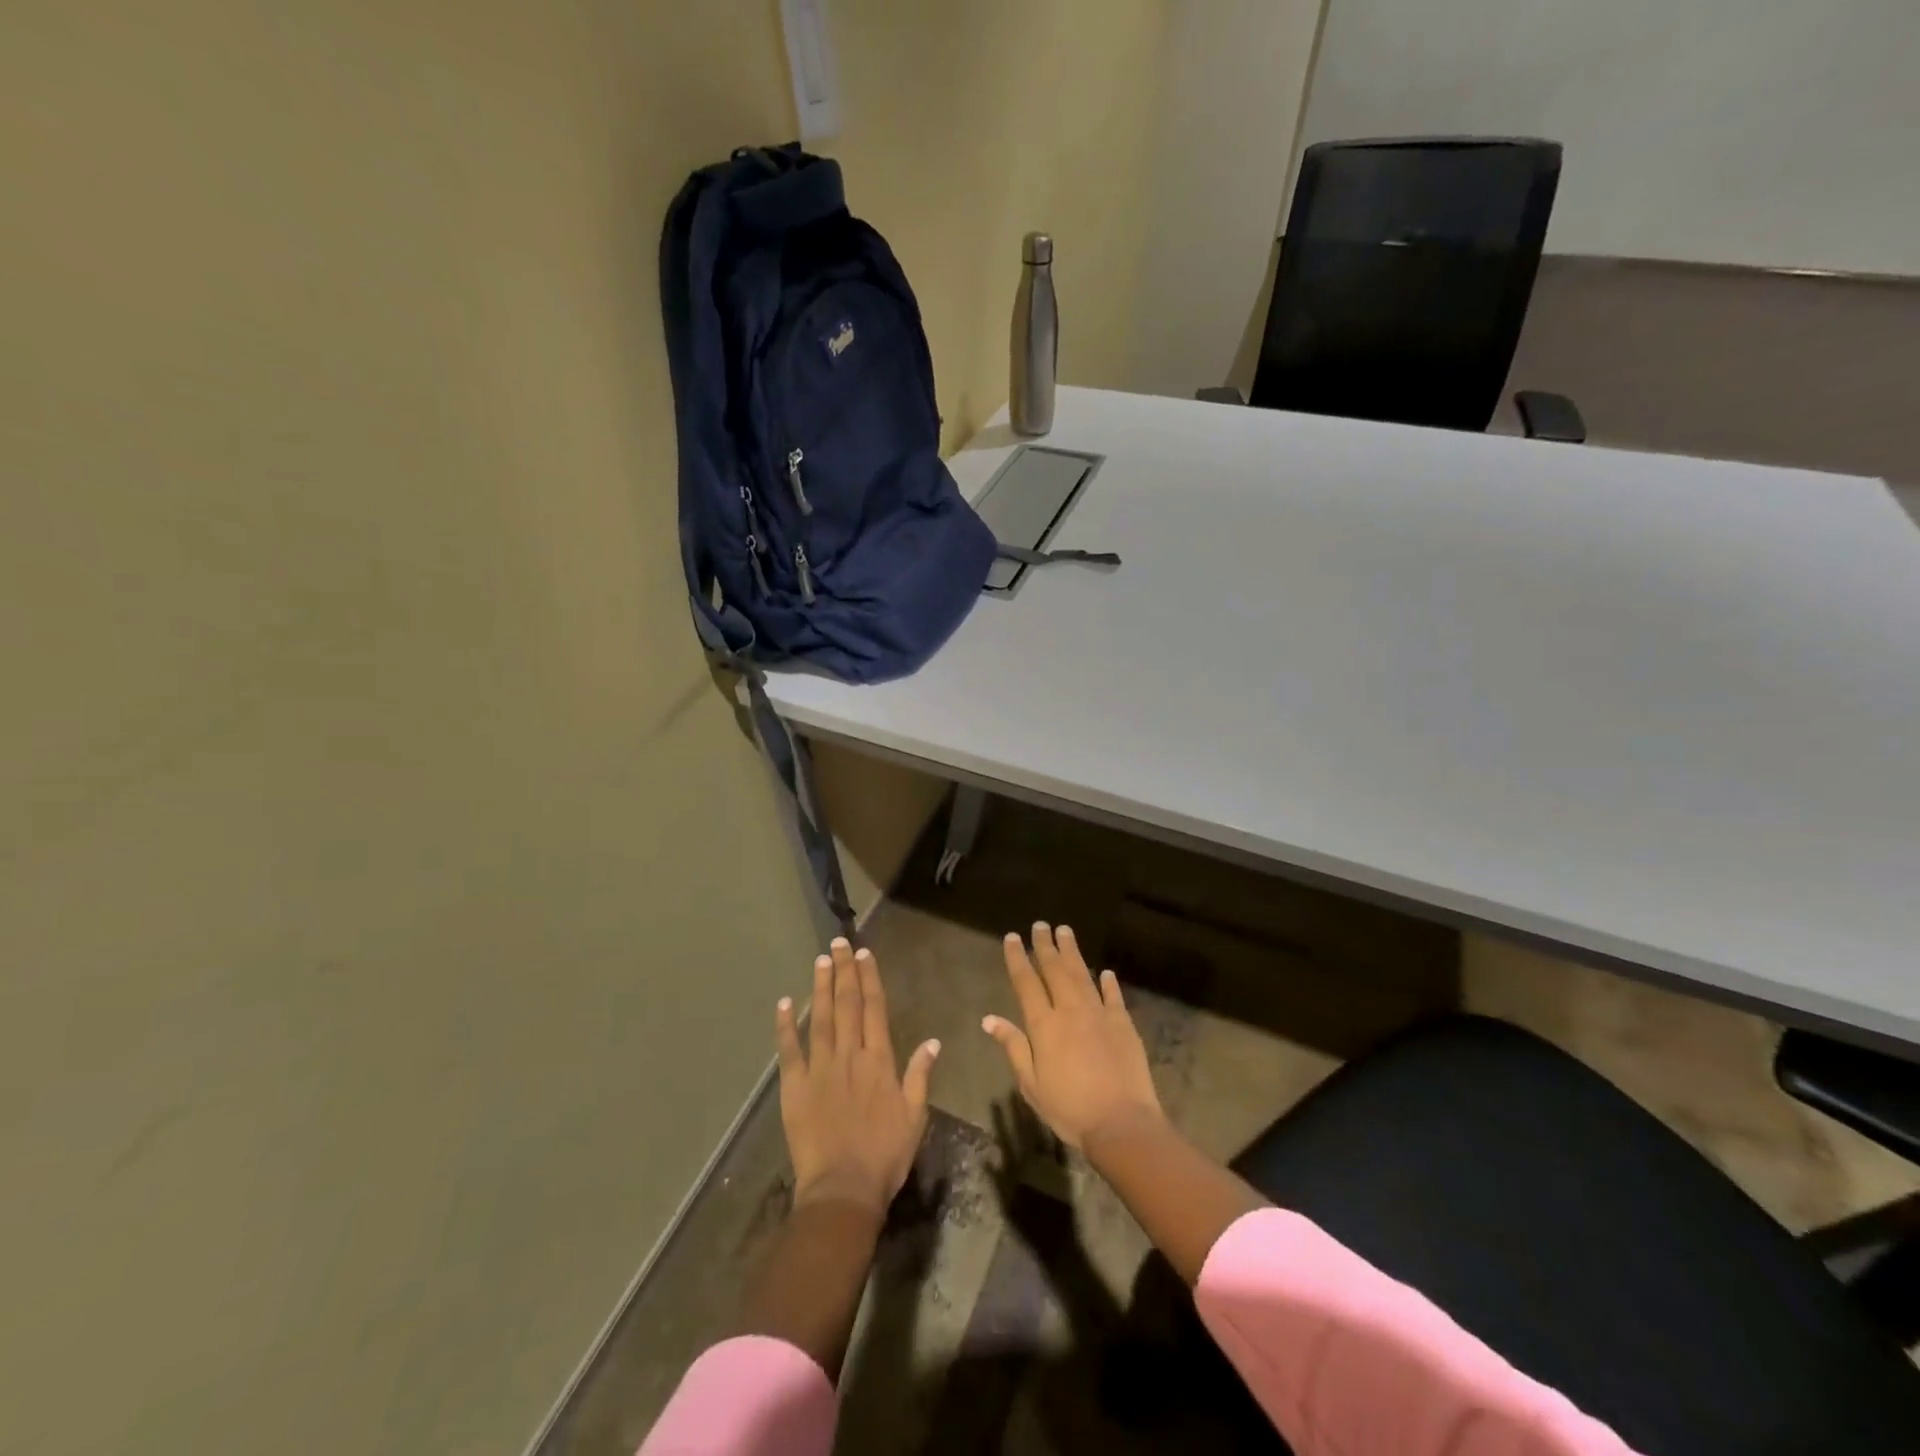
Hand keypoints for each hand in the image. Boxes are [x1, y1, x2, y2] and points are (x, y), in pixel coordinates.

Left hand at [776, 938, 939, 1217]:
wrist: (844, 1189)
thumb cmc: (885, 1155)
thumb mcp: (915, 1116)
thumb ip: (920, 1075)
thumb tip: (932, 1041)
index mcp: (878, 1060)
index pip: (874, 1009)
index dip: (869, 979)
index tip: (864, 954)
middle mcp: (849, 1055)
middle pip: (847, 1004)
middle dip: (844, 971)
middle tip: (839, 943)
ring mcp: (820, 1068)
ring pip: (820, 1018)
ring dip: (821, 987)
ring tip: (820, 960)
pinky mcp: (795, 1086)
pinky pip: (789, 1049)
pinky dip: (785, 1025)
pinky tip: (784, 1002)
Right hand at [981, 922, 1162, 1149]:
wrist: (1121, 1123)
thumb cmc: (1069, 1109)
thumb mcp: (1031, 1084)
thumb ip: (1013, 1047)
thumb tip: (989, 1019)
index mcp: (1044, 1025)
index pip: (1026, 983)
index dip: (1018, 958)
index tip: (1013, 937)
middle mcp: (1070, 1010)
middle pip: (1055, 970)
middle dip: (1045, 946)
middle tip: (1040, 925)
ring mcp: (1099, 1013)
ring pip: (1082, 974)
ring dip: (1072, 952)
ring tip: (1065, 931)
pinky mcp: (1123, 1023)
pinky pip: (1113, 996)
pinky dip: (1108, 982)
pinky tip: (1105, 972)